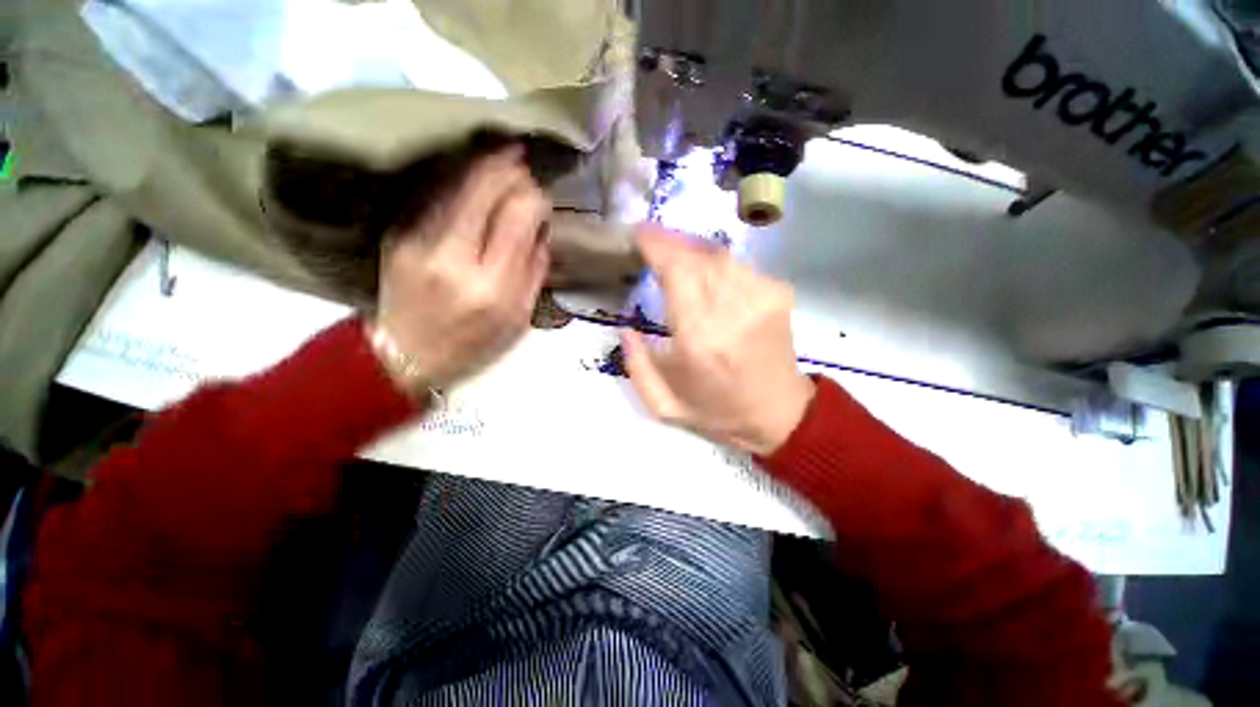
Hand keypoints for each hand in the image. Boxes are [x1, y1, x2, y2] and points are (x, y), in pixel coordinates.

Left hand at [373, 147, 549, 390]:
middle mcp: (452, 256)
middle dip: (508, 168)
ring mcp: (417, 240)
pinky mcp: (396, 233)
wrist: (403, 357)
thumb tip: (540, 230)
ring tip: (503, 158)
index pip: (516, 216)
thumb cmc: (472, 345)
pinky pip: (433, 193)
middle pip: (482, 187)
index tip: (541, 199)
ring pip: (454, 182)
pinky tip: (472, 175)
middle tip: (523, 162)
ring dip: (482, 166)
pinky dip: (457, 178)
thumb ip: (534, 272)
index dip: (533, 197)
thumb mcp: (518, 319)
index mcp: (490, 285)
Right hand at [622, 226, 814, 455]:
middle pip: (697, 255)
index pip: (677, 271)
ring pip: (719, 255)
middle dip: (671, 243)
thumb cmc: (716, 411)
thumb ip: (636, 364)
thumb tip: (626, 326)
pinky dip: (716, 264)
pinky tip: (706, 276)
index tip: (638, 233)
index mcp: (700, 337)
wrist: (779, 414)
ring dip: (692, 251)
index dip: (656, 245)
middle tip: (652, 244)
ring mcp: (760, 297)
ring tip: (676, 259)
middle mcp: (733, 309)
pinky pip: (738, 265)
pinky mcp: (777, 294)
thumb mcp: (662, 403)